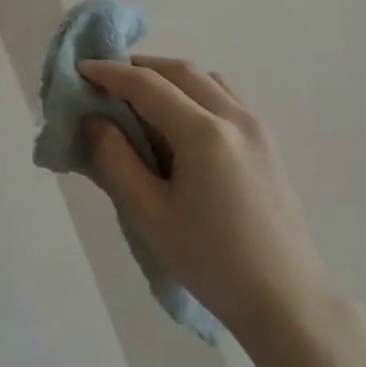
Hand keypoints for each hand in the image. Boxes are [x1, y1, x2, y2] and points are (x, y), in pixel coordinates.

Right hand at [80, 57, 330, 360]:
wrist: (284, 298)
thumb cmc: (210, 261)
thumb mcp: (149, 215)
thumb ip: (116, 161)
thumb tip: (95, 121)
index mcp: (204, 133)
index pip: (148, 85)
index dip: (110, 73)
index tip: (81, 70)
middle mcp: (235, 118)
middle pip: (181, 72)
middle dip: (140, 68)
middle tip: (106, 81)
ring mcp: (257, 129)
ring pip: (208, 81)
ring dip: (170, 78)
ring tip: (140, 99)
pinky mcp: (267, 145)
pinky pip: (226, 99)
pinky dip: (195, 93)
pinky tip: (179, 123)